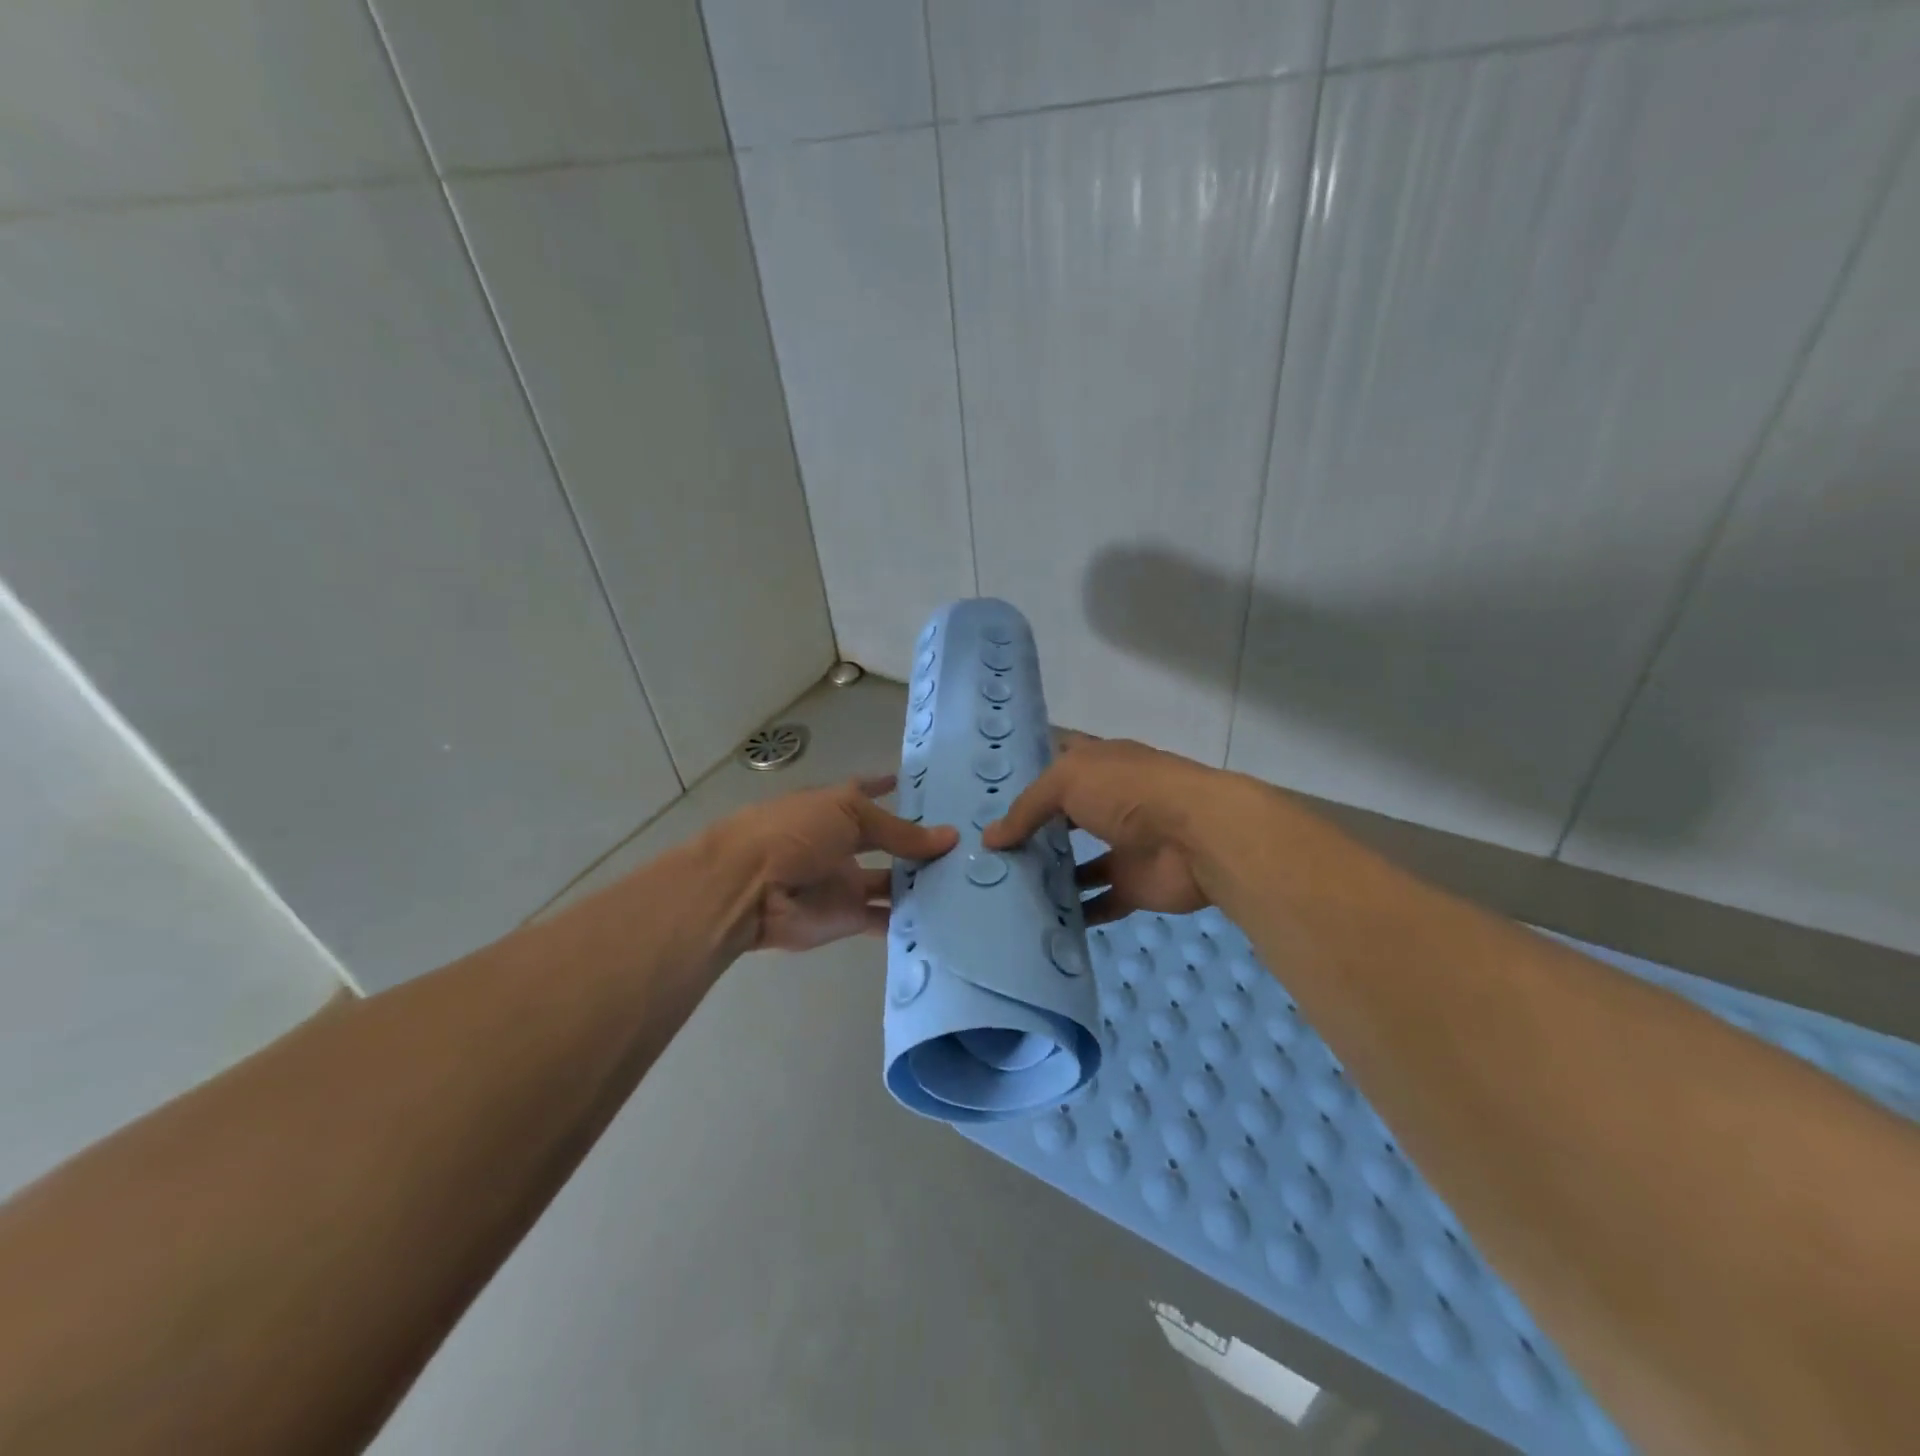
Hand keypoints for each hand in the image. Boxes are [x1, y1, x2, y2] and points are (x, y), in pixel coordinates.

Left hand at [714, 776, 957, 953]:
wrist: (749, 889)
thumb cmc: (795, 833)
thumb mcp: (850, 815)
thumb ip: (900, 831)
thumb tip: (950, 837)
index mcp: (835, 808)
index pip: (865, 793)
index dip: (884, 787)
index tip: (912, 784)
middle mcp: (842, 844)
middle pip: (887, 843)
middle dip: (918, 845)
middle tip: (965, 845)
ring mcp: (845, 882)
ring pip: (892, 882)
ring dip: (921, 883)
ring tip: (967, 880)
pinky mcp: (847, 918)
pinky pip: (885, 919)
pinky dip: (911, 920)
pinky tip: (947, 916)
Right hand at [982, 733, 1234, 925]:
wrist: (1198, 837)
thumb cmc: (1130, 793)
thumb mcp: (1067, 782)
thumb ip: (1027, 808)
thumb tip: (990, 838)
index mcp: (1099, 764)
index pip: (1058, 757)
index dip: (1028, 766)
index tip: (989, 785)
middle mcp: (1110, 801)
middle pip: (1064, 815)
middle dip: (1031, 828)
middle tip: (986, 847)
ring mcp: (1124, 844)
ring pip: (1079, 862)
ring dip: (1050, 873)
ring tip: (1005, 886)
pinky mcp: (1134, 885)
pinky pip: (1100, 902)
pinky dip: (1077, 913)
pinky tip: (1041, 921)